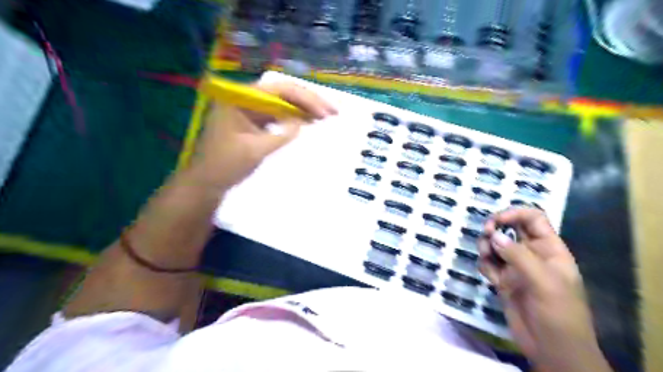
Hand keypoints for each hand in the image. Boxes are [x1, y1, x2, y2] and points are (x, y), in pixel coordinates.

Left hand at [189, 81, 338, 190]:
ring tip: (325, 115)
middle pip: (282, 92)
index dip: (305, 99)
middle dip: (308, 101)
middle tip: (332, 112)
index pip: (278, 89)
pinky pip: (277, 114)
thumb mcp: (256, 150)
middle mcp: (244, 98)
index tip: (325, 112)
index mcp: (239, 98)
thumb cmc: (225, 166)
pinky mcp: (253, 121)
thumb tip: (303, 122)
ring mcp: (249, 109)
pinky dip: (293, 118)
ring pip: (282, 102)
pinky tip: (308, 121)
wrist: (207, 183)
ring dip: (303, 108)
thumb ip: (281, 135)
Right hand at [480, 208, 607, 370]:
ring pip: (495, 245)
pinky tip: (490, 277)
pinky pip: (488, 264)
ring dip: (486, 246)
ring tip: (486, 257)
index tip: (496, 222)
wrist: (552, 349)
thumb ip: (518, 256)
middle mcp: (531, 254)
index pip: (533, 218)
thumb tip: (494, 236)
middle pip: (510, 228)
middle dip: (495, 228)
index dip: (514, 214)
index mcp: (549, 249)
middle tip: (486, 235)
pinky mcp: (502, 280)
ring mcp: (515, 267)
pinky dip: (485, 265)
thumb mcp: (544, 282)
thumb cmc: (559, 314)